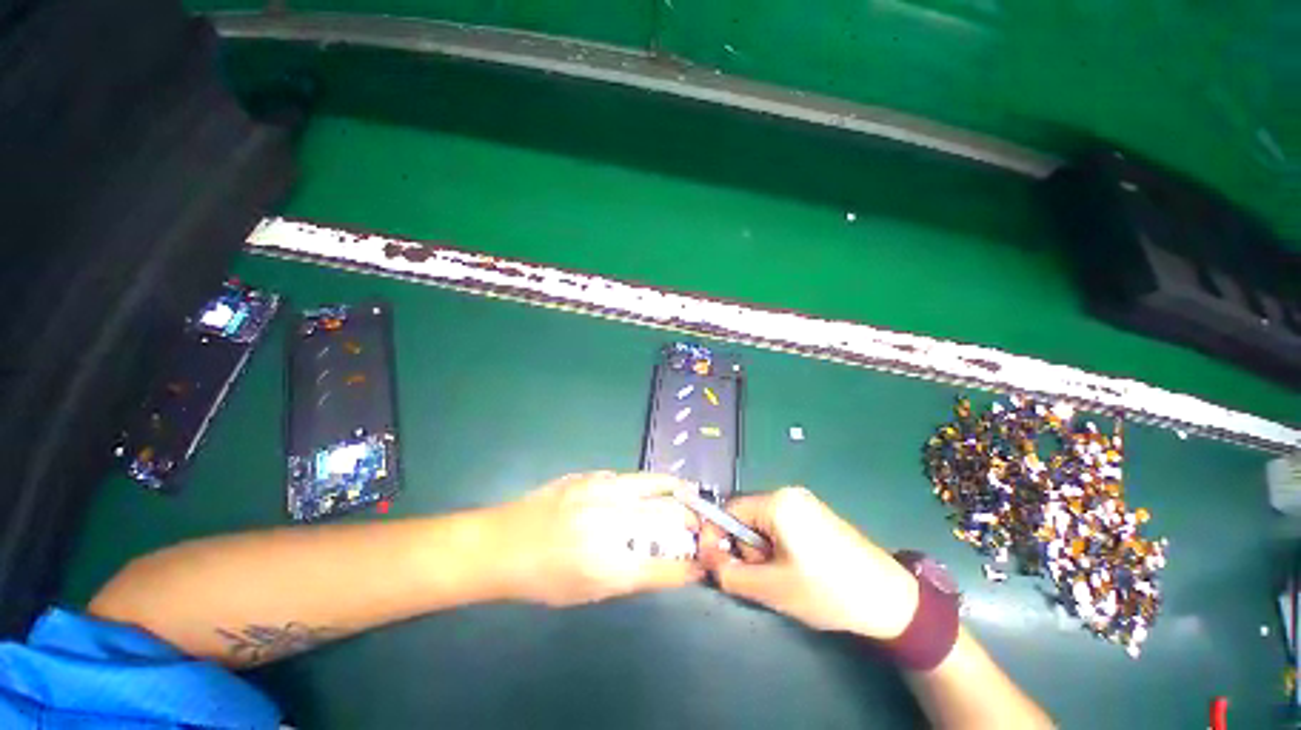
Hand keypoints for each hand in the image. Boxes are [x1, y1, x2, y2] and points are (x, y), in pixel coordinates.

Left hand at [495, 471, 705, 606]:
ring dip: (676, 491)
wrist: (501, 543)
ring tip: (688, 493)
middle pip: (665, 517)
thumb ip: (630, 576)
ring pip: (653, 484)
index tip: (702, 563)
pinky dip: (647, 483)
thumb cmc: (541, 578)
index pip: (663, 566)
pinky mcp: (589, 476)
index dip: (689, 566)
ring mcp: (598, 492)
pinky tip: (649, 488)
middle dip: (689, 521)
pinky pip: (628, 477)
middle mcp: (607, 524)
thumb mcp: (587, 591)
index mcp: (606, 565)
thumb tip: (664, 564)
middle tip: (697, 525)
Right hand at [697, 487, 918, 639]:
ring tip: (786, 577)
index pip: (728, 510)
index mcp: (777, 502)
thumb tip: (709, 559)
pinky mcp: (816, 515)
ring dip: (763, 550)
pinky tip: (799, 569)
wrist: (890, 600)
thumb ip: (730, 573)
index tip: (715, 563)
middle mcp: (789, 494)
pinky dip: (779, 547)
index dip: (716, 536)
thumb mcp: (772, 587)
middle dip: (747, 548)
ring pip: (763, 523)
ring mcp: (805, 503)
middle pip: (746, 517)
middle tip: (766, 577)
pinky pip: (781, 525)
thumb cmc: (827, 591)